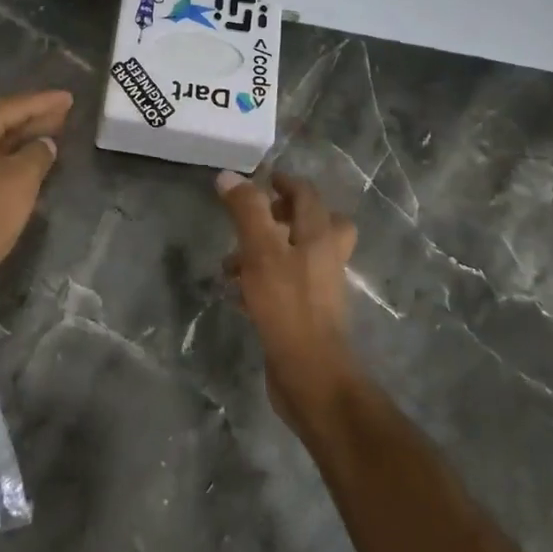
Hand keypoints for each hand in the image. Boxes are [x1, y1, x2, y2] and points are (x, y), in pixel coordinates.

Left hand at [0, 90, 72, 287]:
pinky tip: (33, 164)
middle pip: (4, 122)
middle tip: (65, 112)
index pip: (14, 106)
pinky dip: (15, 159)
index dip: (44, 101)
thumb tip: (45, 143)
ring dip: (26, 138)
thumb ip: (38, 154)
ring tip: (54, 133)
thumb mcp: (20, 179)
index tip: (69, 97)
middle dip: (35, 117)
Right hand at [216, 171, 359, 419]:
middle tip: (255, 220)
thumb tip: (229, 176)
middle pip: (314, 226)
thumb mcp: (262, 251)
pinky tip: (235, 296)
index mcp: (320, 237)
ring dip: (264, 253)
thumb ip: (247, 212)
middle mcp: (324, 259)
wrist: (311, 375)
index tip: (262, 178)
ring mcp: (317, 289)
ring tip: (228, 264)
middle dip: (281, 218)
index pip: (308, 196)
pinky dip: (260, 283)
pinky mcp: (303, 315)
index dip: (286, 183)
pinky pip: (282, 287)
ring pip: (294, 257)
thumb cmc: (288, 306)